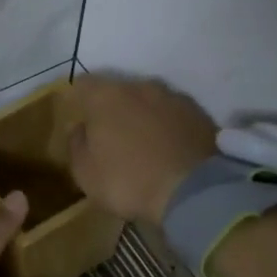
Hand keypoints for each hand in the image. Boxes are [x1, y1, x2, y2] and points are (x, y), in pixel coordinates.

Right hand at [64, 73, 219, 223]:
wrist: (193, 192)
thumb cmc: (128, 181)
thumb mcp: (86, 174)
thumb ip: (76, 145)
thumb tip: (79, 128)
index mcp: (106, 97)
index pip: (83, 84)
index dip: (78, 100)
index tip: (80, 119)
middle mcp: (140, 87)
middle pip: (118, 90)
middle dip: (112, 108)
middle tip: (111, 136)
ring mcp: (173, 97)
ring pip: (149, 100)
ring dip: (142, 115)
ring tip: (143, 143)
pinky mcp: (199, 113)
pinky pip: (174, 115)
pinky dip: (167, 126)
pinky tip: (168, 149)